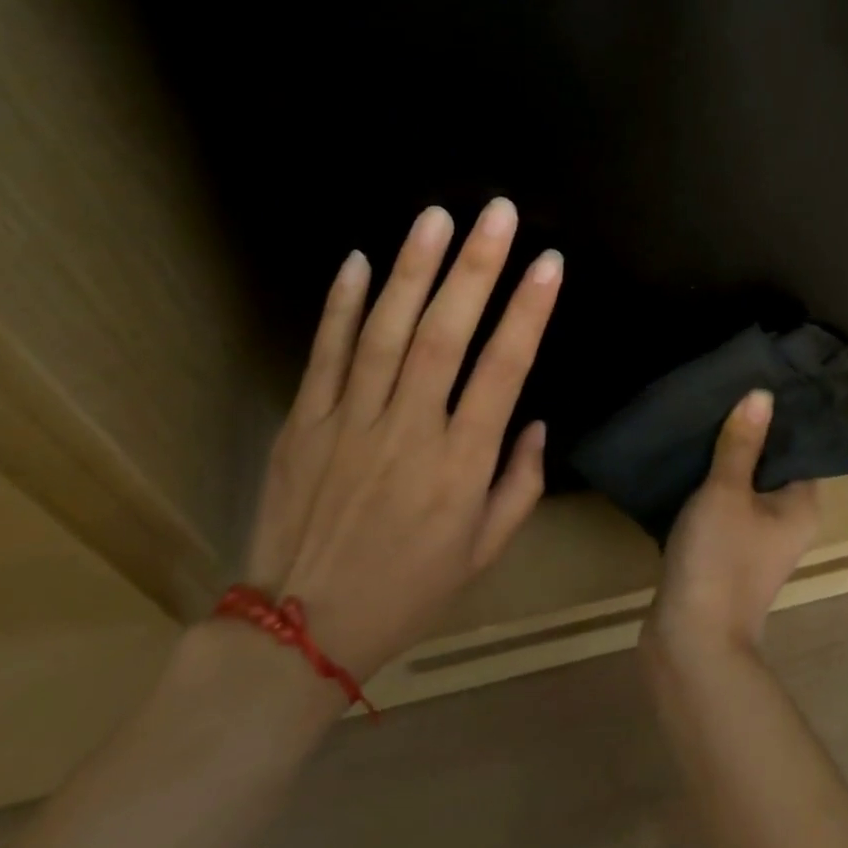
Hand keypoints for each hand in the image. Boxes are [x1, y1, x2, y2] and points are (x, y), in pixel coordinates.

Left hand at [242, 198, 561, 682]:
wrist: (298, 635)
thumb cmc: (408, 590)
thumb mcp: (484, 552)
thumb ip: (520, 484)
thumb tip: (535, 422)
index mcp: (460, 466)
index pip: (502, 372)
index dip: (528, 312)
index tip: (549, 262)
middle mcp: (407, 433)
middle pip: (444, 336)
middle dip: (475, 268)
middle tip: (497, 212)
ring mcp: (349, 423)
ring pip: (384, 333)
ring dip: (412, 270)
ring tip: (435, 217)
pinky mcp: (304, 423)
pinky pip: (323, 355)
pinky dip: (340, 306)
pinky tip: (358, 260)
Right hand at [645, 389, 821, 656]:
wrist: (691, 641)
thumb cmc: (720, 559)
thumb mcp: (727, 491)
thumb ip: (742, 442)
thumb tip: (762, 394)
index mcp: (802, 504)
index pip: (800, 445)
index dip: (781, 415)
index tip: (757, 379)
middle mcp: (788, 520)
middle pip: (771, 463)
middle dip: (748, 432)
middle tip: (723, 391)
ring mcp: (757, 539)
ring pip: (745, 484)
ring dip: (726, 458)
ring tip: (703, 415)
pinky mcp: (728, 551)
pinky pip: (724, 504)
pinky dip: (710, 484)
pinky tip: (688, 458)